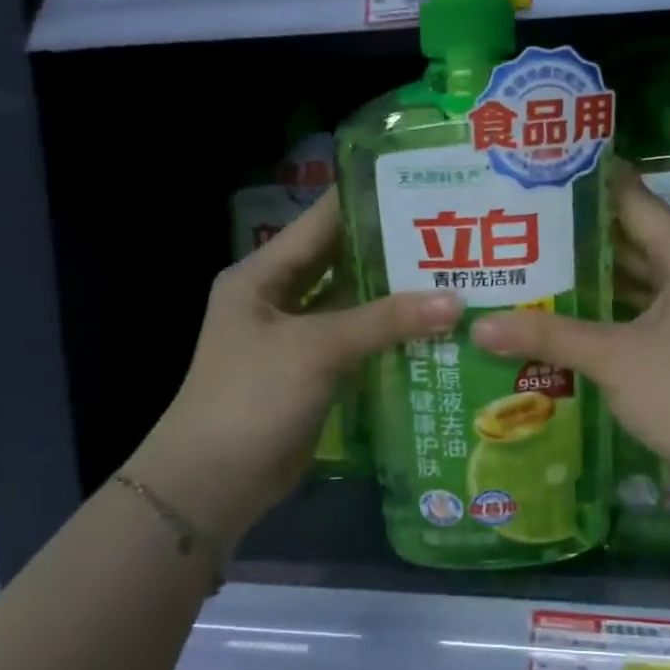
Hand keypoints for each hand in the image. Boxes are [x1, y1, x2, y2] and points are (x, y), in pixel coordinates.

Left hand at [124, 190, 459, 548]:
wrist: (213, 483)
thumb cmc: (251, 397)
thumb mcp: (316, 348)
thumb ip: (385, 321)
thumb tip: (456, 301)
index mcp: (263, 274)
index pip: (323, 221)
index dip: (369, 201)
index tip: (423, 187)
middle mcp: (279, 298)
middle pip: (343, 262)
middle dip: (393, 251)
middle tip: (453, 237)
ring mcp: (297, 338)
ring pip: (355, 305)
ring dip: (397, 297)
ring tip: (456, 277)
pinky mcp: (314, 373)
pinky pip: (359, 343)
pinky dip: (391, 337)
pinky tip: (436, 329)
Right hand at [470, 166, 669, 497]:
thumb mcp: (612, 358)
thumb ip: (548, 336)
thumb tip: (479, 326)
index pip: (634, 202)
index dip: (593, 184)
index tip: (546, 170)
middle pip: (633, 239)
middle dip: (582, 234)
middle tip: (524, 221)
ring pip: (636, 278)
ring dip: (593, 275)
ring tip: (534, 261)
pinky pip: (639, 310)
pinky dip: (608, 309)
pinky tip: (567, 313)